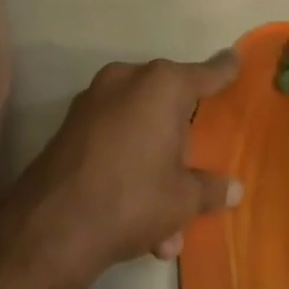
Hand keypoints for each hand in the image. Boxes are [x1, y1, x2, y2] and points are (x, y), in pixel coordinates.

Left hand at [10, 51, 242, 274]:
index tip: (235, 59)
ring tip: (166, 229)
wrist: (52, 225)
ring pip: (140, 129)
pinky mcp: (71, 125)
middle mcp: (126, 80)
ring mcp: (94, 100)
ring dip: (155, 171)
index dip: (224, 71)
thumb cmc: (133, 198)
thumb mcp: (183, 199)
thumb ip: (212, 188)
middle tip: (194, 176)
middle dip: (183, 143)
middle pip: (169, 103)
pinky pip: (115, 141)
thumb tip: (235, 190)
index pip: (205, 74)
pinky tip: (138, 224)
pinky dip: (129, 170)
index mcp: (162, 85)